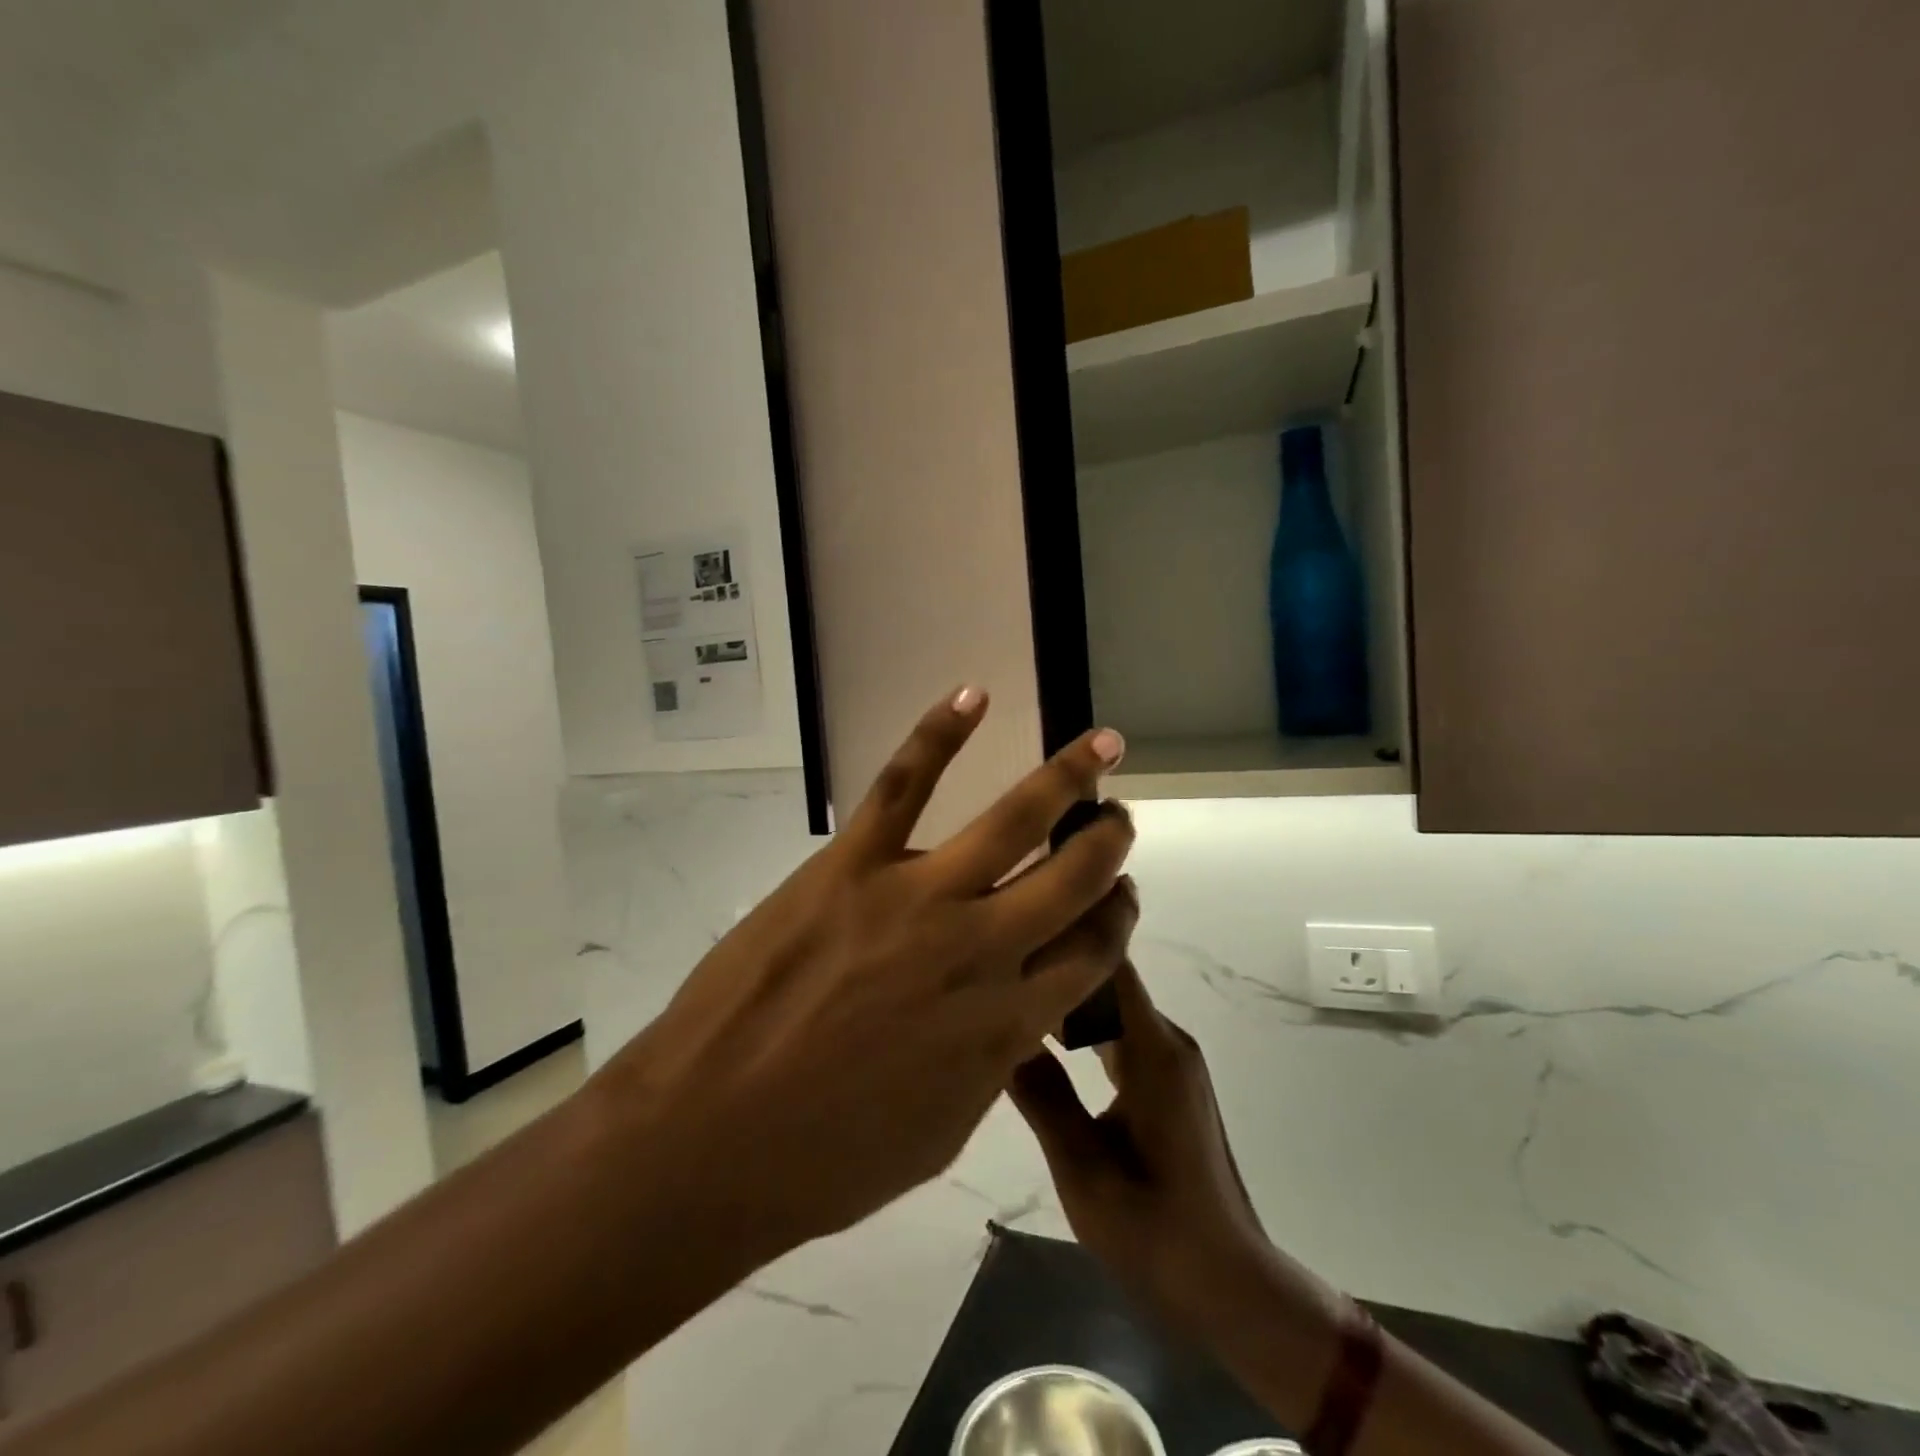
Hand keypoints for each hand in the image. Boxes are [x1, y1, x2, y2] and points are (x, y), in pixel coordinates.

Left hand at [589, 688, 1136, 1258]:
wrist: (710, 1139)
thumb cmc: (825, 1158)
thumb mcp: (939, 1132)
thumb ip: (989, 1065)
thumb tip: (1014, 1019)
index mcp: (1006, 1024)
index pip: (1091, 955)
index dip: (1116, 920)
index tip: (1120, 899)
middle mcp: (981, 951)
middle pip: (1073, 879)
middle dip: (1108, 844)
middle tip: (1118, 820)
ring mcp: (917, 897)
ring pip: (1013, 820)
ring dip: (1067, 779)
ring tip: (1102, 748)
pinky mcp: (851, 864)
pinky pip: (904, 784)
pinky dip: (940, 734)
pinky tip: (973, 695)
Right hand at [1010, 964, 1338, 1340]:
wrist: (1230, 1285)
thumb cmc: (1157, 1233)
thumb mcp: (1084, 1171)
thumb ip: (1042, 1096)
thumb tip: (996, 1030)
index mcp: (1153, 1052)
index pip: (1110, 964)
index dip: (1066, 936)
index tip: (1013, 927)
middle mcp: (1168, 1040)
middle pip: (1108, 976)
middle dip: (1054, 962)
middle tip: (993, 961)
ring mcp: (1170, 1058)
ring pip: (1111, 1003)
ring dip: (1064, 994)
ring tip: (1006, 988)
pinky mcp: (1167, 1077)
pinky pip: (1118, 1030)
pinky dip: (1080, 1024)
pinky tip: (1041, 1034)